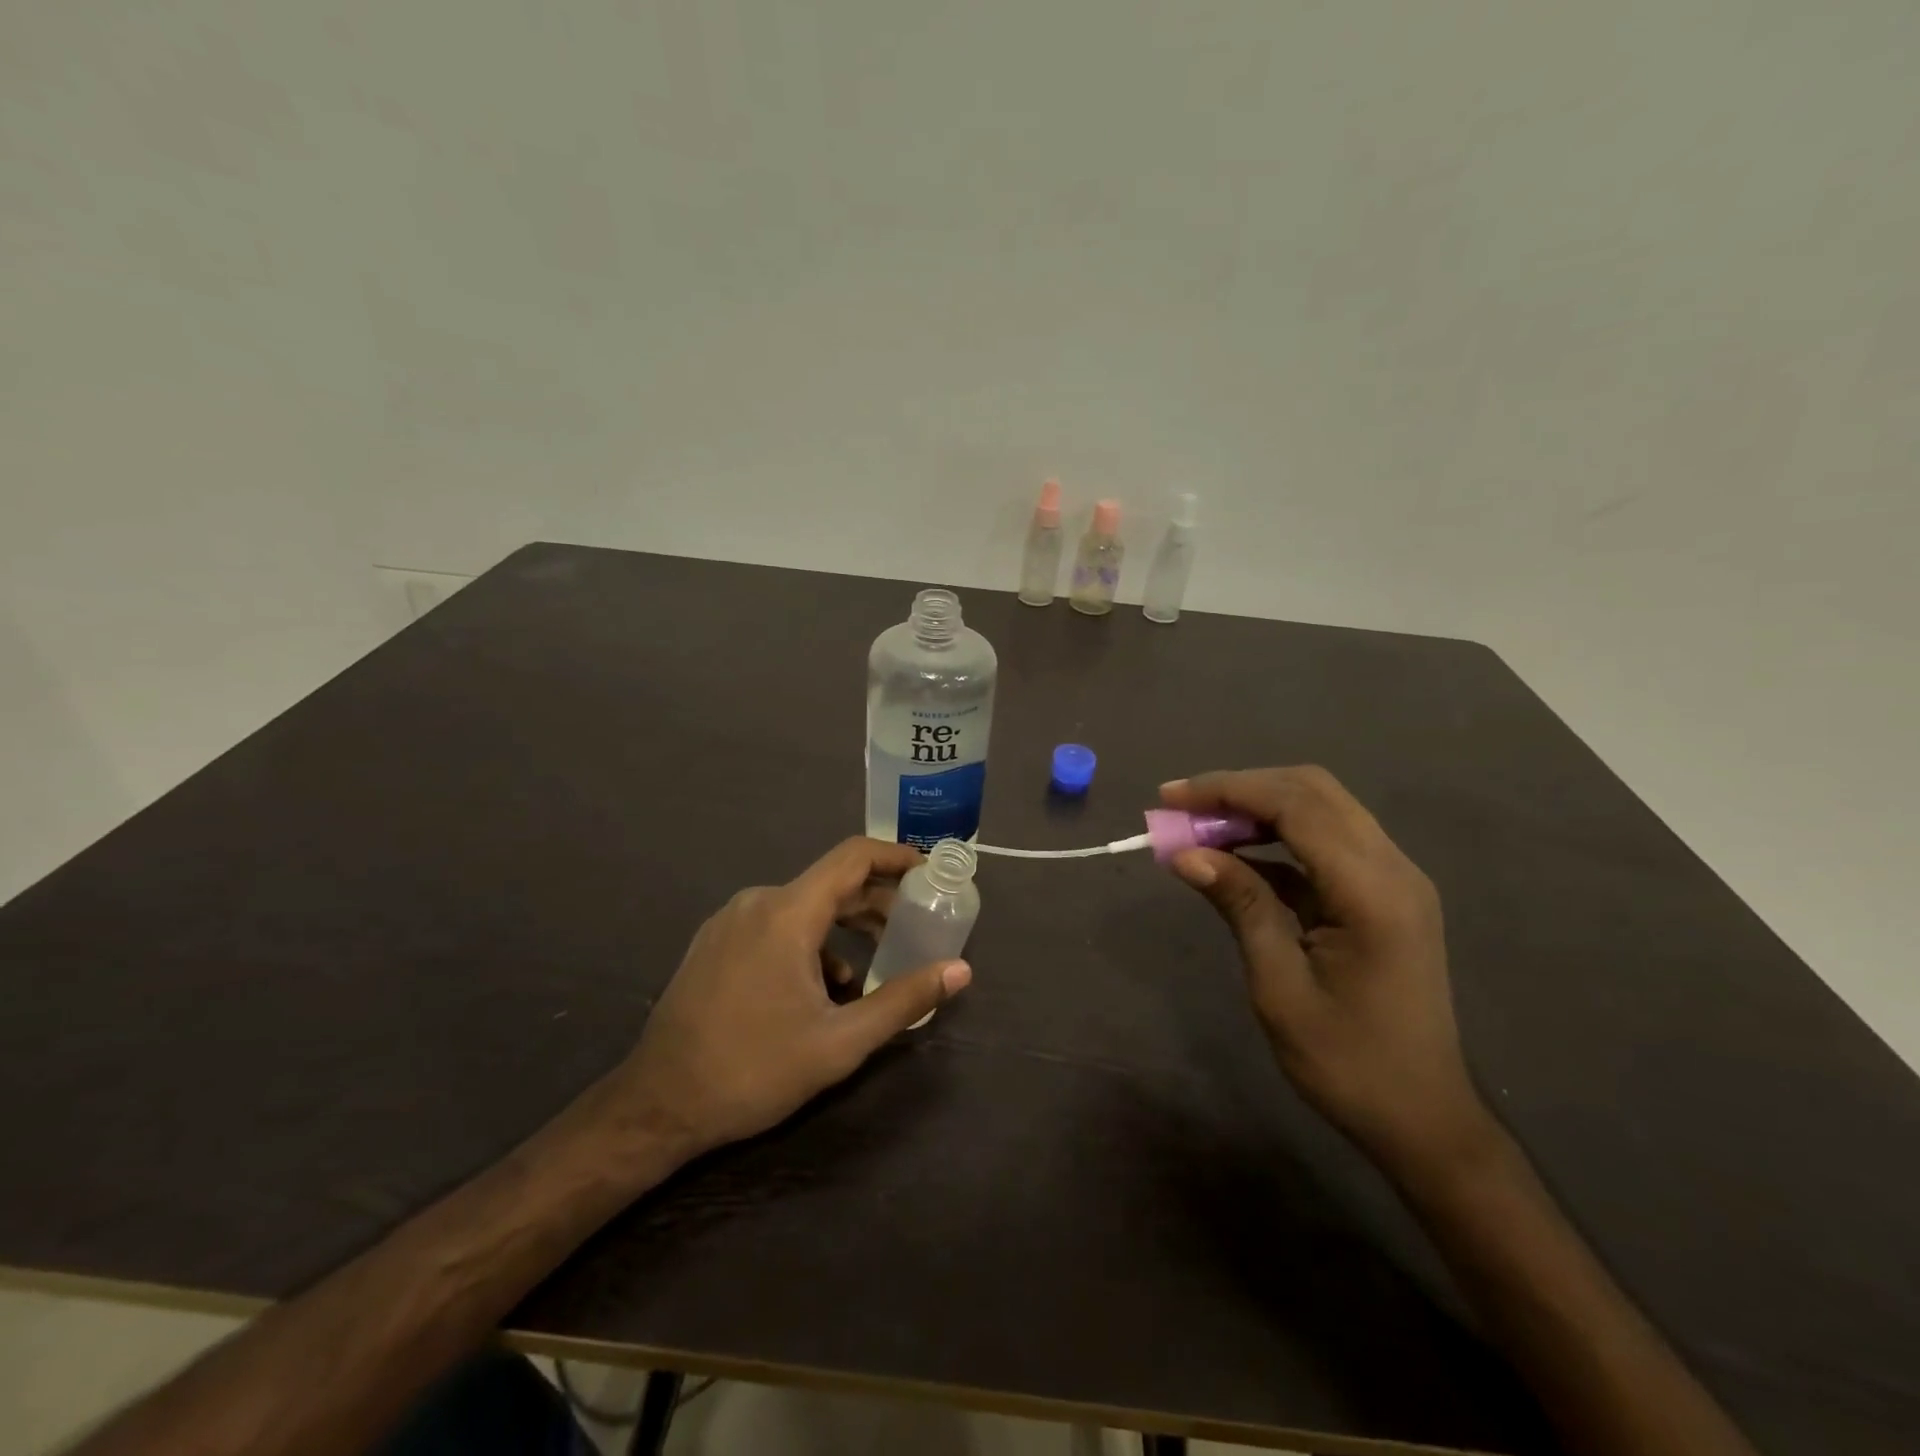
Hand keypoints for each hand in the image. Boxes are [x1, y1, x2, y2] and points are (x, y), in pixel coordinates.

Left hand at [614, 837, 971, 1157]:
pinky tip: (821, 989)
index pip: (853, 858)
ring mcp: (730, 921)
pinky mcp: (715, 943)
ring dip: (844, 930)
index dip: (896, 857)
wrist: (656, 1105)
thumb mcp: (839, 1042)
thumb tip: (960, 971)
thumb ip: (903, 1000)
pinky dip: (810, 944)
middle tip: (914, 928)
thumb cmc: (753, 1070)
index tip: (929, 873)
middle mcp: (758, 902)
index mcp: (787, 913)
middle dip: (877, 903)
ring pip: (803, 907)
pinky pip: (776, 925)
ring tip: (872, 970)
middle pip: (831, 884)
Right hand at [1161, 767, 1488, 1171]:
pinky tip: (1236, 858)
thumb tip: (1185, 854)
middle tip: (1182, 809)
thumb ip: (1240, 907)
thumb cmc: (1348, 1064)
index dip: (1227, 790)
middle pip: (1312, 790)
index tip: (1169, 798)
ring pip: (1321, 807)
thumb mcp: (1280, 988)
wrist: (1424, 1120)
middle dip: (1241, 789)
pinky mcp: (1385, 893)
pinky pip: (1326, 841)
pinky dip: (1277, 836)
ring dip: (1258, 807)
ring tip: (1200, 829)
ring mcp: (1395, 878)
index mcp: (1371, 891)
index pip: (1295, 805)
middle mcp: (1393, 868)